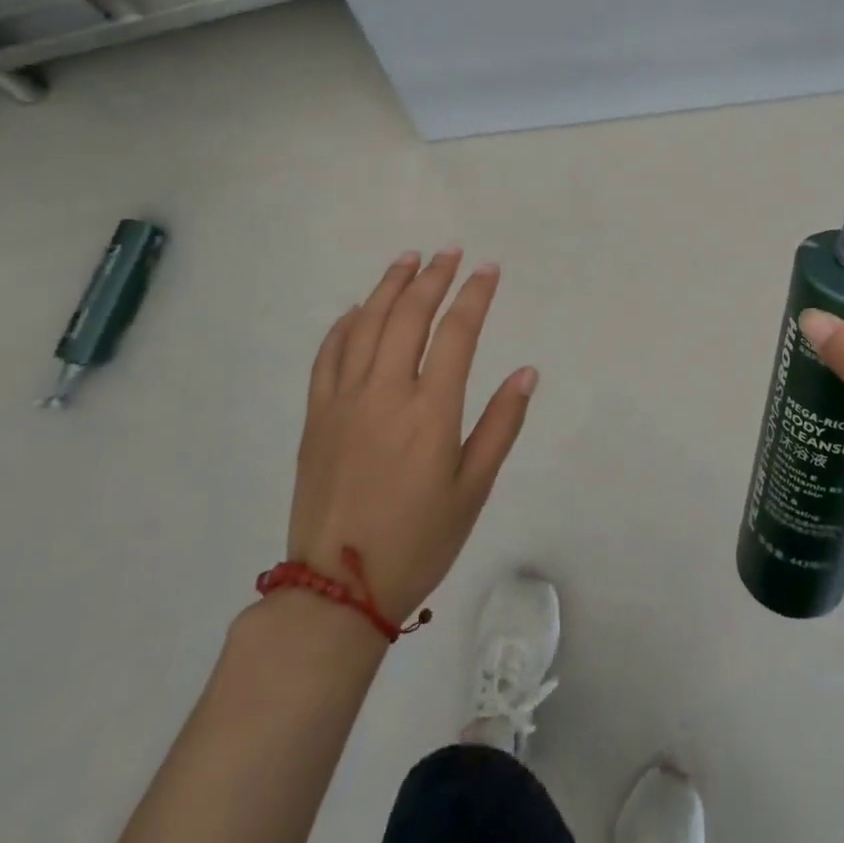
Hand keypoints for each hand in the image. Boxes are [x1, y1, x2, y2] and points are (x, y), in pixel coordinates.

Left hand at [287, 249, 536, 623]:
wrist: (335, 591)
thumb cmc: (418, 541)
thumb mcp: (473, 490)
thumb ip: (501, 425)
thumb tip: (527, 372)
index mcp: (431, 410)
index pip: (458, 332)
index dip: (476, 294)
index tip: (489, 269)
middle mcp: (385, 392)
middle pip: (410, 315)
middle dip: (434, 276)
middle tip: (450, 251)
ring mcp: (344, 400)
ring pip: (367, 324)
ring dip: (390, 285)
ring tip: (408, 258)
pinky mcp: (316, 415)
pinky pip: (328, 355)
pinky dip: (345, 323)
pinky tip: (359, 308)